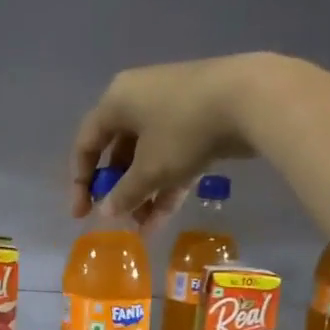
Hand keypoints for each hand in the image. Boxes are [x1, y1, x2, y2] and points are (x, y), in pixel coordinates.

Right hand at [69, 54, 274, 230]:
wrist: (249, 99)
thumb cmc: (184, 130)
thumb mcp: (150, 169)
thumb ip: (124, 194)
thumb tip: (106, 212)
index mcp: (117, 101)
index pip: (87, 143)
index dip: (80, 181)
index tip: (81, 214)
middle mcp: (139, 99)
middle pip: (118, 152)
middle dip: (118, 191)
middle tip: (116, 220)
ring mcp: (171, 109)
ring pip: (147, 158)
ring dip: (143, 194)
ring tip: (143, 229)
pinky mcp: (198, 121)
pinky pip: (172, 157)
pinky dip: (166, 185)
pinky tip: (163, 219)